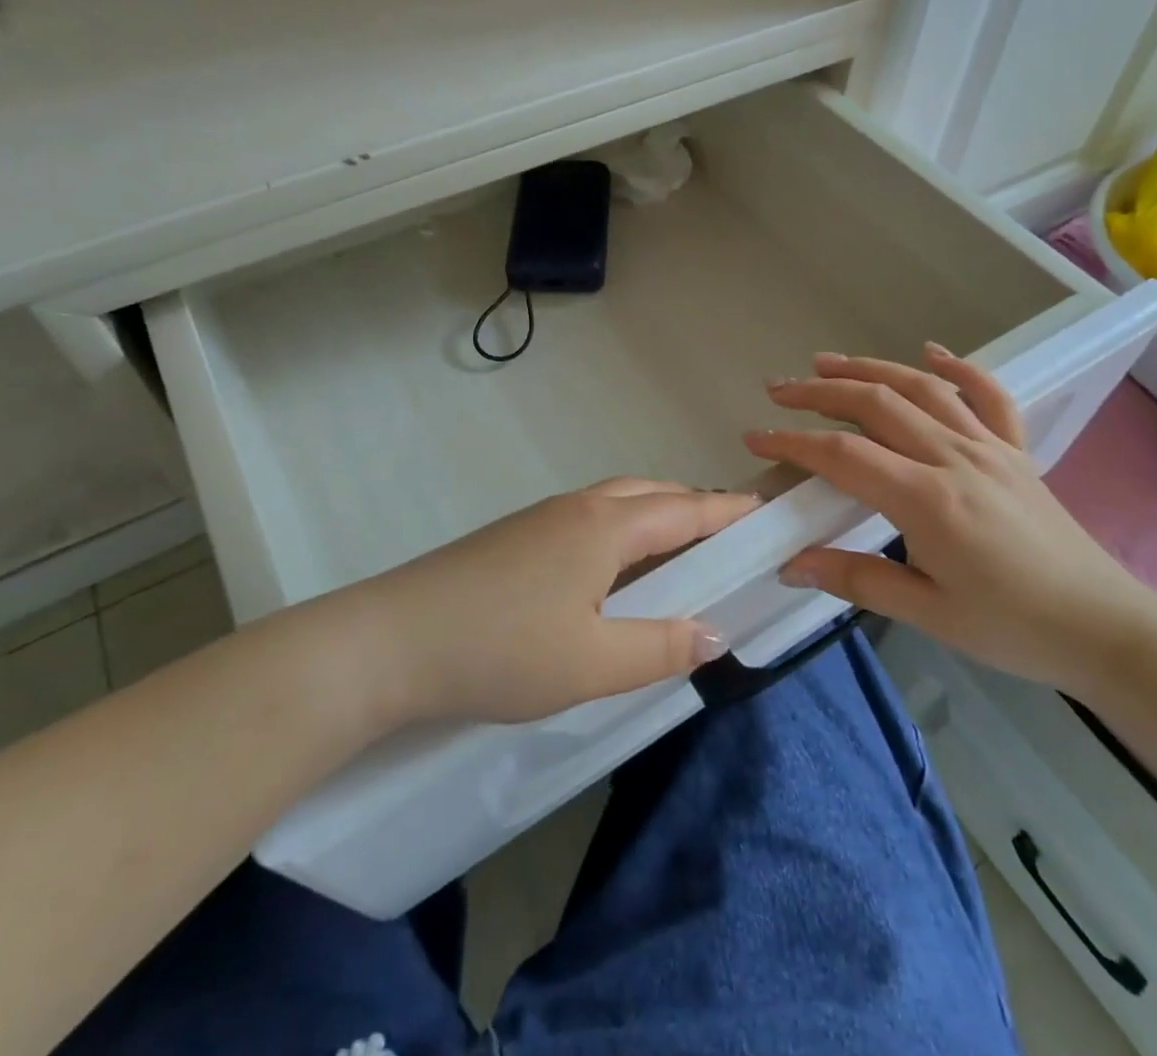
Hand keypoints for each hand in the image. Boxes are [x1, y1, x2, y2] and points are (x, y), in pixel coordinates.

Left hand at [350, 480, 754, 725]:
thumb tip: (713, 635)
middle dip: (695, 509)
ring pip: (616, 504)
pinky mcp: (513, 537)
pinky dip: (620, 533)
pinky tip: (611, 574)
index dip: (729, 512)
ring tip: (677, 557)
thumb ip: (659, 648)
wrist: (389, 642)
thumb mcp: (592, 663)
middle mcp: (577, 508)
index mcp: (605, 526)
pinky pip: (587, 521)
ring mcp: (540, 518)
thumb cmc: (500, 650)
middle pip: (651, 494)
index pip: (686, 509)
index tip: (767, 512)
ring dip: (655, 518)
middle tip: (726, 541)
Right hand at [745, 345, 1156, 693]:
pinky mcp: (1016, 451)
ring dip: (870, 369)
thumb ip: (855, 579)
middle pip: (875, 405)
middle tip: (779, 390)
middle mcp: (955, 458)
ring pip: (922, 388)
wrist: (1105, 627)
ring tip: (828, 362)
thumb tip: (789, 564)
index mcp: (928, 500)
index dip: (793, 442)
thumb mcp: (928, 613)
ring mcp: (990, 448)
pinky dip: (958, 367)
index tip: (756, 437)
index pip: (843, 456)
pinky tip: (931, 352)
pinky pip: (988, 396)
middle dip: (820, 392)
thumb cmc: (1012, 628)